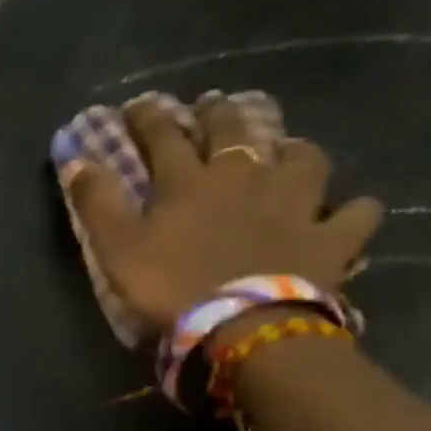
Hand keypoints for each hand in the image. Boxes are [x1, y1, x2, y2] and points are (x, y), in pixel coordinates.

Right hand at [61, 95, 381, 334]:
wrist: (245, 326)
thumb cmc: (171, 284)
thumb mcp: (117, 246)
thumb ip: (96, 202)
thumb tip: (75, 160)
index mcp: (189, 181)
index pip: (164, 136)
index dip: (149, 117)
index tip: (139, 105)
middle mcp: (245, 179)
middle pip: (234, 133)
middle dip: (219, 114)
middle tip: (213, 104)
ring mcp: (295, 204)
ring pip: (303, 160)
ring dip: (293, 150)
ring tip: (287, 149)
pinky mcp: (331, 238)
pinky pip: (354, 215)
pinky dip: (352, 210)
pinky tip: (348, 211)